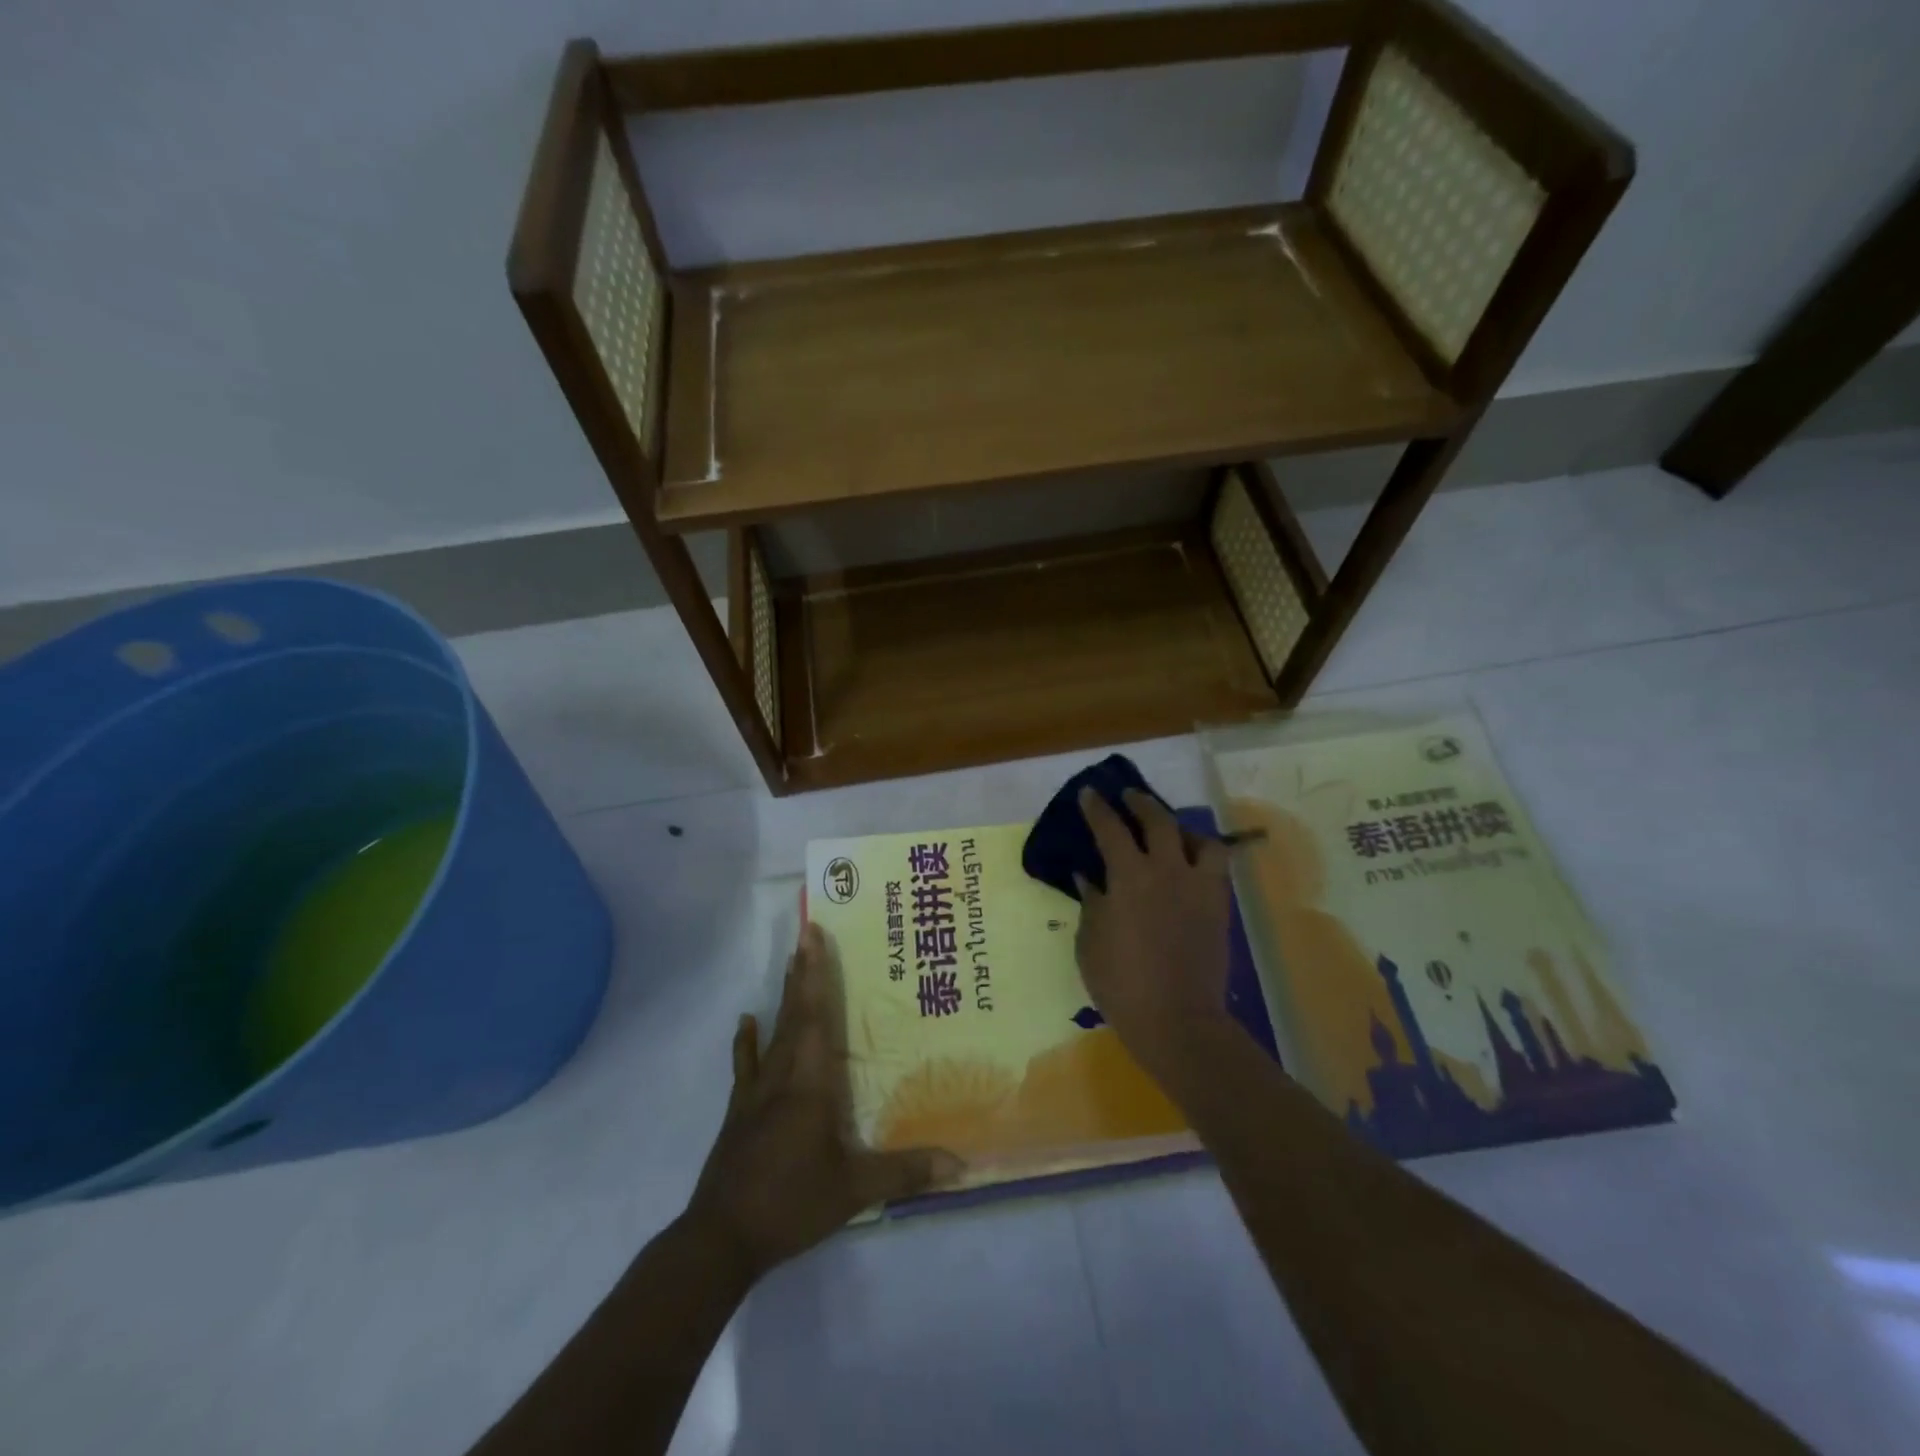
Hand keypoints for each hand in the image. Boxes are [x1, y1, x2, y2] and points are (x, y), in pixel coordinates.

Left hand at [686, 924, 962, 1278]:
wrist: (721, 1239)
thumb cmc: (791, 1204)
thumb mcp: (854, 1191)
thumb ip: (905, 1173)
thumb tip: (960, 1163)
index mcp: (809, 1085)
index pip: (816, 1018)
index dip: (816, 976)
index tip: (812, 937)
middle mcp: (781, 1077)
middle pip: (794, 1015)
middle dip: (803, 974)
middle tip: (806, 935)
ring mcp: (755, 1093)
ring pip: (773, 1033)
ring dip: (783, 998)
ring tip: (789, 963)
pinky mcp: (739, 1112)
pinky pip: (745, 1066)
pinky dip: (746, 1042)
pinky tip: (746, 1020)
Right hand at [1074, 787, 1235, 1080]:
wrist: (1177, 1019)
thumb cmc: (1121, 983)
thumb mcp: (1090, 942)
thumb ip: (1091, 903)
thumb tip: (1089, 877)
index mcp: (1129, 877)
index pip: (1110, 829)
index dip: (1098, 808)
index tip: (1089, 793)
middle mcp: (1167, 870)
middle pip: (1159, 821)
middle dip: (1141, 803)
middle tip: (1129, 797)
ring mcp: (1199, 887)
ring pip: (1200, 839)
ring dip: (1182, 829)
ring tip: (1171, 833)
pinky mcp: (1219, 906)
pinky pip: (1216, 867)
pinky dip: (1202, 856)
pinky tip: (1189, 866)